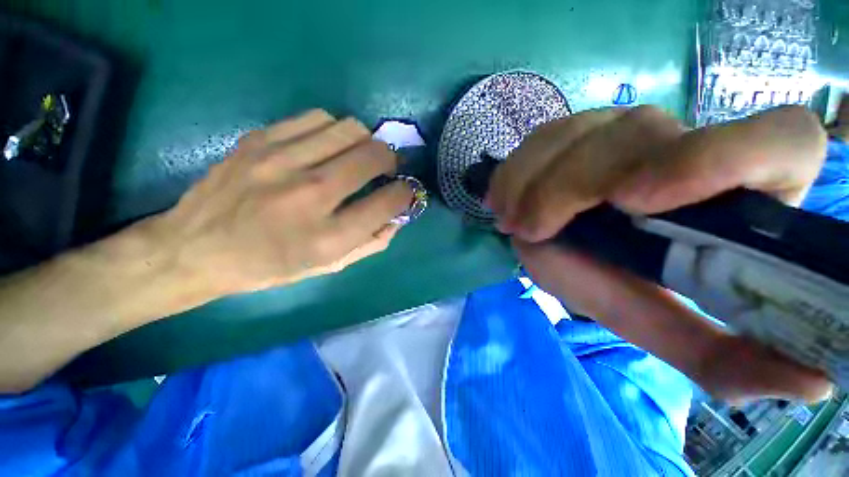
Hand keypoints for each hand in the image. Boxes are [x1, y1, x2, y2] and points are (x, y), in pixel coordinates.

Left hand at [152, 109, 412, 294]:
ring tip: (358, 155)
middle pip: (372, 155)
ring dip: (365, 141)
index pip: (387, 202)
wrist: (195, 248)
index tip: (405, 191)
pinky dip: (335, 130)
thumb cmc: (270, 266)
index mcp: (328, 237)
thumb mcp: (329, 267)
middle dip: (391, 160)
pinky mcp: (260, 140)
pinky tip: (328, 146)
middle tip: (387, 168)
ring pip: (349, 129)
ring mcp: (281, 162)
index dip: (405, 193)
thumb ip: (371, 242)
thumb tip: (398, 216)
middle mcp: (309, 195)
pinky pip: (317, 118)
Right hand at [487, 105, 832, 403]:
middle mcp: (685, 141)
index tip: (637, 204)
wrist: (556, 240)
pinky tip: (504, 201)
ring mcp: (623, 126)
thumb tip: (808, 388)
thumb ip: (715, 355)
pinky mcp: (576, 127)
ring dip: (534, 181)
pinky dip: (516, 171)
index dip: (722, 158)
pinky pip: (542, 136)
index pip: (780, 142)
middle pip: (640, 134)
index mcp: (736, 191)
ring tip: (512, 221)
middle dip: (571, 187)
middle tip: (531, 230)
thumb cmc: (609, 279)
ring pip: (582, 131)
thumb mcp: (653, 319)